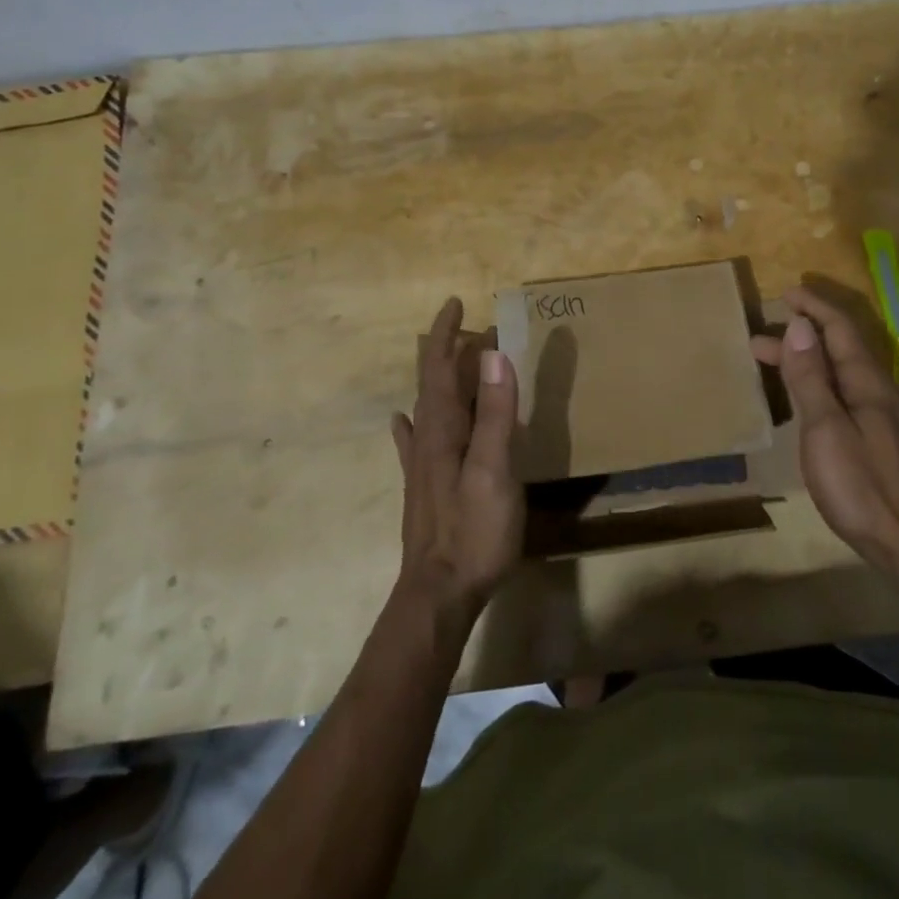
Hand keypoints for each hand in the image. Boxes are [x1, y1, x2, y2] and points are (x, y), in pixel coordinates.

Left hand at [391, 297, 522, 615]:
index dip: (446, 335)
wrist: (439, 594)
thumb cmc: (473, 532)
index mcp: (443, 430)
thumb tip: (494, 354)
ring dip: (440, 379)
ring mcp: (423, 466)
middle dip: (446, 351)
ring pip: (427, 408)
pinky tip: (403, 421)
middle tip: (469, 328)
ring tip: (454, 359)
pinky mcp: (425, 487)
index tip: (457, 303)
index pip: (439, 369)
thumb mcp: (493, 470)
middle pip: (432, 384)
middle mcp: (427, 440)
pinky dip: (413, 422)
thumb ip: (494, 414)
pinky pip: (415, 441)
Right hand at [752, 286, 898, 591]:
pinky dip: (819, 383)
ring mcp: (883, 415)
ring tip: (772, 363)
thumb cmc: (862, 484)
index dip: (813, 307)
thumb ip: (811, 377)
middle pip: (840, 348)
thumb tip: (801, 326)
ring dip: (808, 361)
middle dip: (802, 335)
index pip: (840, 328)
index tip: (786, 294)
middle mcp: (879, 389)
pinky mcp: (881, 437)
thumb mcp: (826, 428)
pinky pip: (845, 392)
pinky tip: (806, 400)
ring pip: (841, 372)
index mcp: (868, 381)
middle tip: (760, 337)